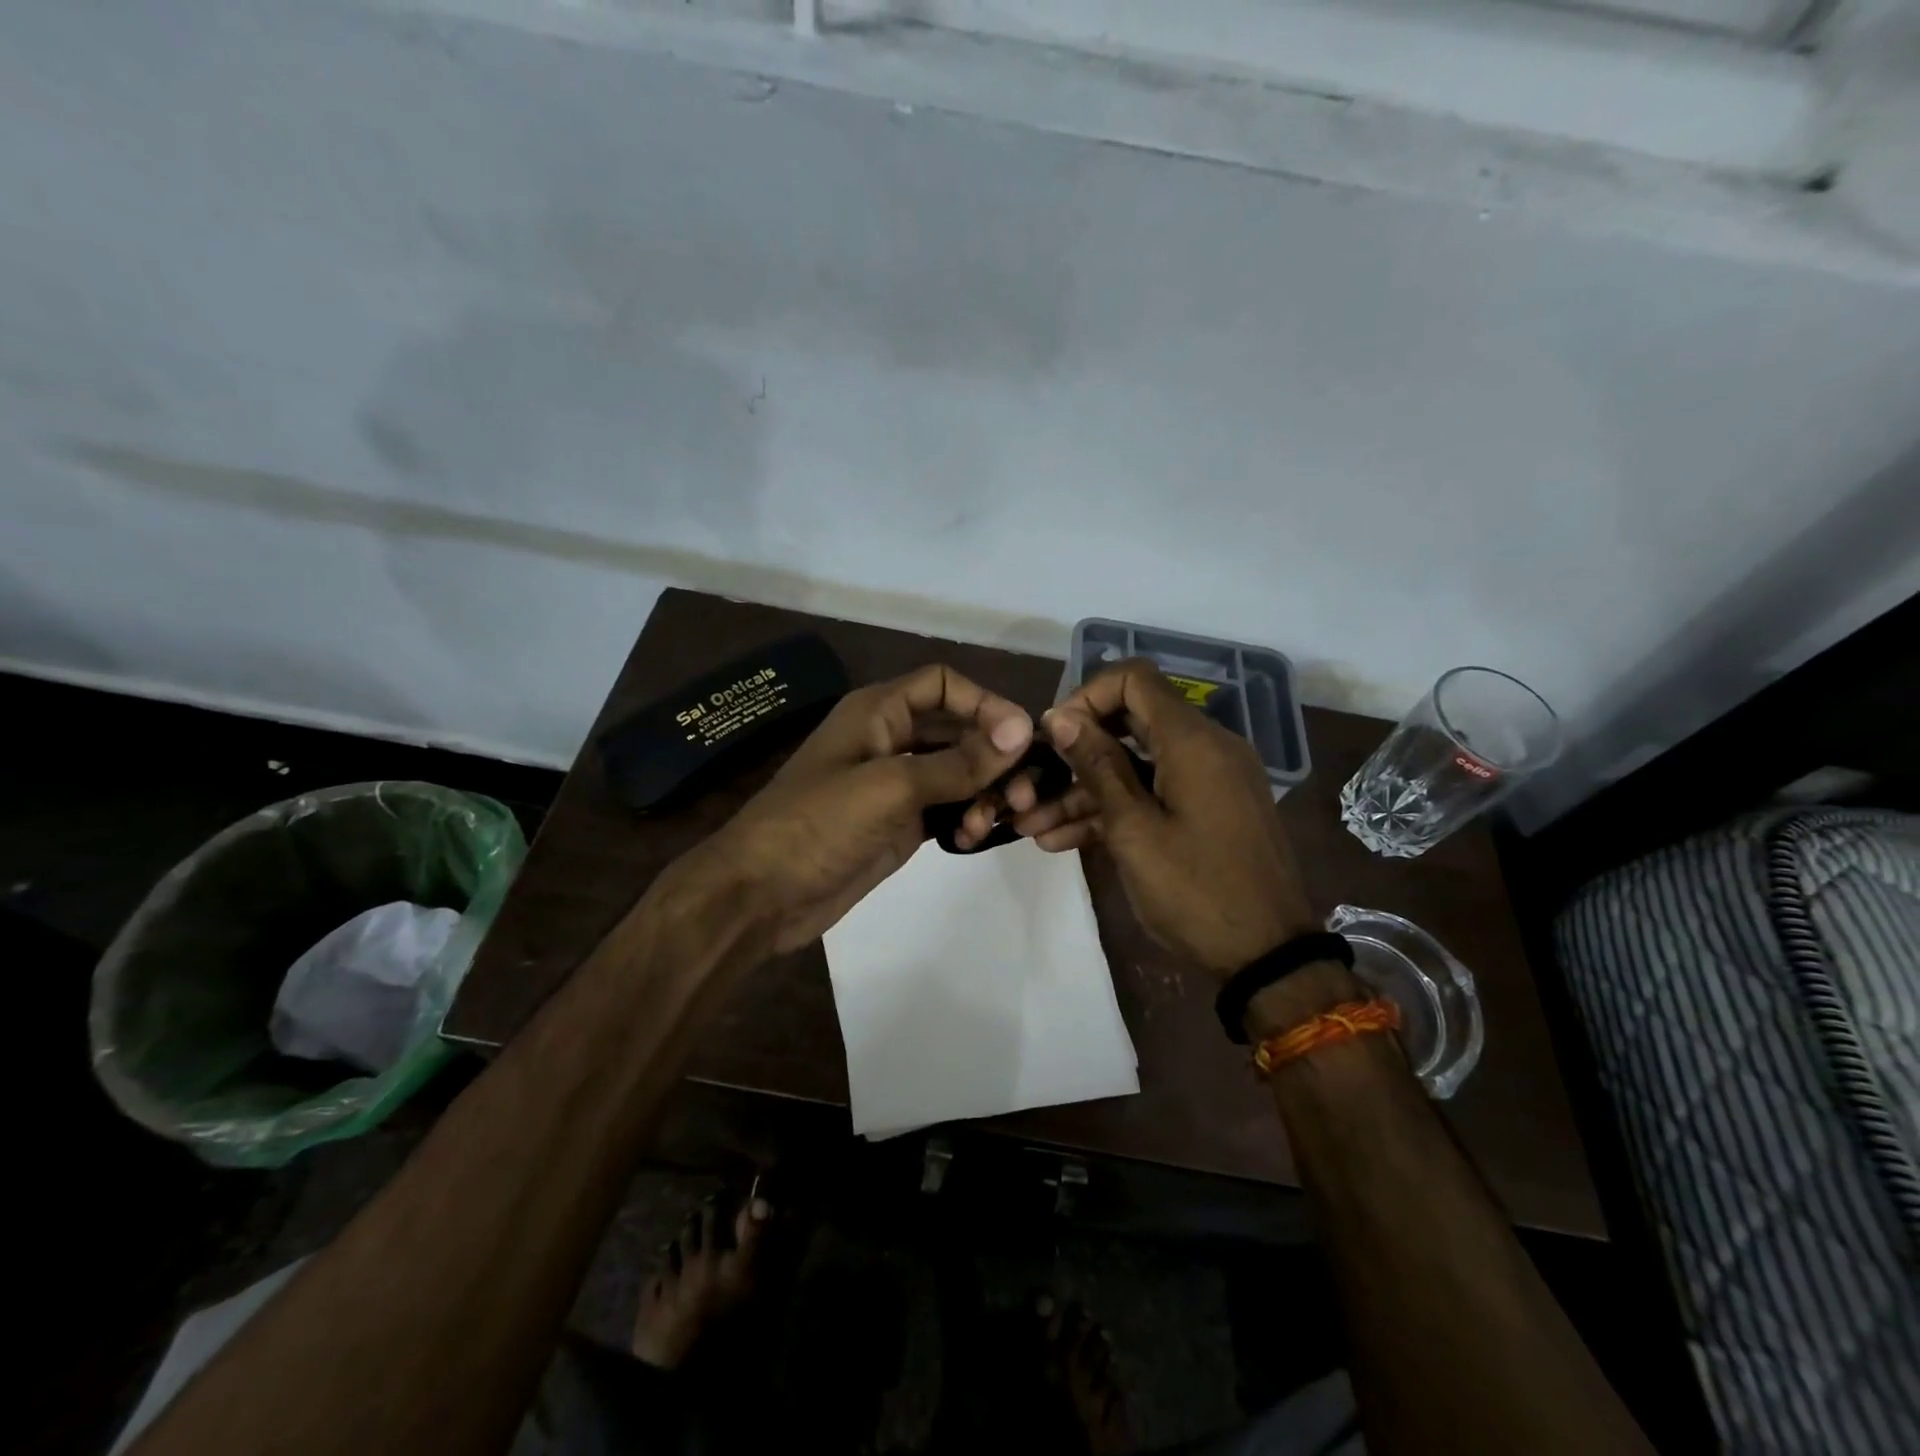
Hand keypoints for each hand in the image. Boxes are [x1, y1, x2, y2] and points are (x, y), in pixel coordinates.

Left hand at [663, 664, 1032, 954]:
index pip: (944, 685)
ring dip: (984, 791)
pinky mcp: (900, 823)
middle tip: (1025, 791)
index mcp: (879, 711)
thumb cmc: (819, 824)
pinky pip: (947, 809)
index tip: (1022, 738)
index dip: (985, 703)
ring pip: (958, 773)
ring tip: (995, 820)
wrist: (762, 895)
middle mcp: (890, 739)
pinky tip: (972, 838)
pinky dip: (966, 818)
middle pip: (959, 730)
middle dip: (994, 755)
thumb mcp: (891, 786)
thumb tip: (1023, 731)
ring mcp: (896, 784)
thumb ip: (958, 761)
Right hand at [1011, 660, 1315, 974]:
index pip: (1133, 680)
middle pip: (1129, 723)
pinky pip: (1154, 793)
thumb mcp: (1133, 829)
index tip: (1052, 735)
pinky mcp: (1208, 810)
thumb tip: (1060, 717)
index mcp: (1192, 741)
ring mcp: (1208, 781)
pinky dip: (1114, 809)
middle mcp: (1205, 748)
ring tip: (1032, 826)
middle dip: (1075, 751)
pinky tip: (1064, 840)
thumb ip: (1097, 766)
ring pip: (1135, 765)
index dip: (1085, 696)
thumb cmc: (1195, 891)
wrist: (1268, 957)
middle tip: (1033, 782)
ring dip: (1084, 791)